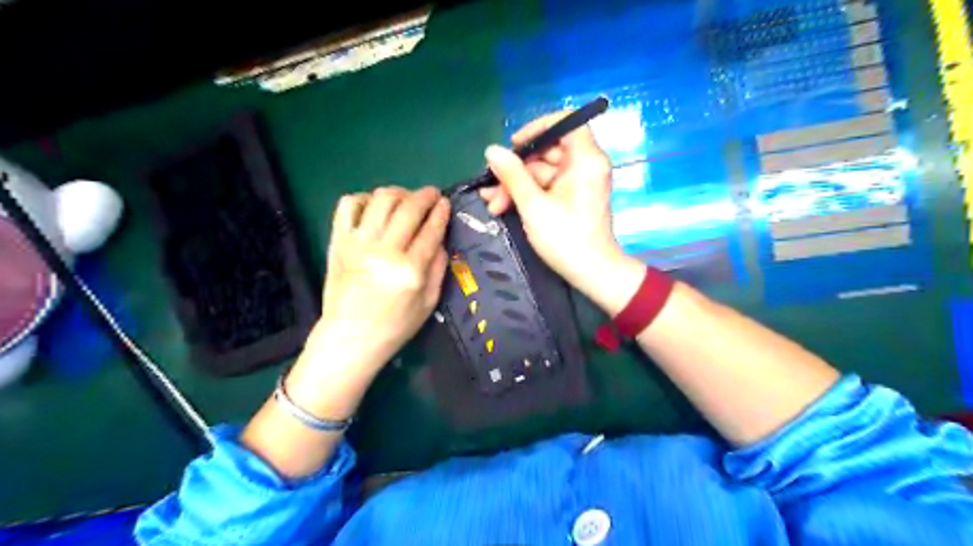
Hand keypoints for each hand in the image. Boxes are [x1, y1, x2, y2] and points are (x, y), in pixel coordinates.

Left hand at [310, 185, 449, 367]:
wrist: (350, 336)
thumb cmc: (395, 325)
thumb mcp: (429, 302)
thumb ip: (438, 268)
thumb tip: (441, 239)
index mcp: (410, 271)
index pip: (431, 230)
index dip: (441, 212)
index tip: (445, 203)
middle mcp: (384, 251)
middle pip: (408, 208)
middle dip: (425, 195)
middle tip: (431, 194)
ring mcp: (358, 243)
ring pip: (381, 199)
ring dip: (398, 193)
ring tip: (405, 199)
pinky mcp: (339, 241)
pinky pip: (349, 205)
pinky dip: (364, 198)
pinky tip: (375, 207)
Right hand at [482, 113, 643, 313]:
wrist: (591, 273)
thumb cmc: (566, 238)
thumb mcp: (534, 206)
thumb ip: (512, 175)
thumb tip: (491, 150)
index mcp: (585, 160)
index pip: (566, 122)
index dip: (538, 128)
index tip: (515, 145)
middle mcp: (584, 165)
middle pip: (547, 151)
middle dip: (516, 169)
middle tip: (493, 187)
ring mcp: (577, 182)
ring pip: (541, 171)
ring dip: (515, 185)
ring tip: (492, 203)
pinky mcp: (571, 197)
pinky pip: (546, 186)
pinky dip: (526, 194)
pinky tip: (502, 205)